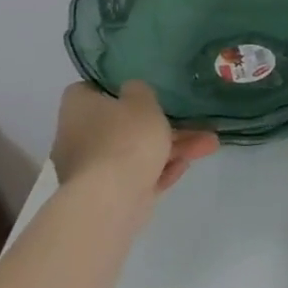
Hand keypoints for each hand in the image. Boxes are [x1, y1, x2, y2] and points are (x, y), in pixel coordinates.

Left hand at [50, 82, 218, 199]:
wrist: (111, 200)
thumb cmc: (125, 139)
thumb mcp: (142, 101)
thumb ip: (140, 90)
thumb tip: (132, 91)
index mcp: (78, 108)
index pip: (88, 90)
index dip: (114, 87)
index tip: (140, 89)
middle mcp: (79, 137)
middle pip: (122, 123)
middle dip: (161, 124)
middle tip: (192, 120)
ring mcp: (93, 168)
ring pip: (136, 151)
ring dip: (172, 147)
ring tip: (209, 144)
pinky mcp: (109, 194)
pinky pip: (138, 174)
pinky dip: (161, 169)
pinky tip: (185, 165)